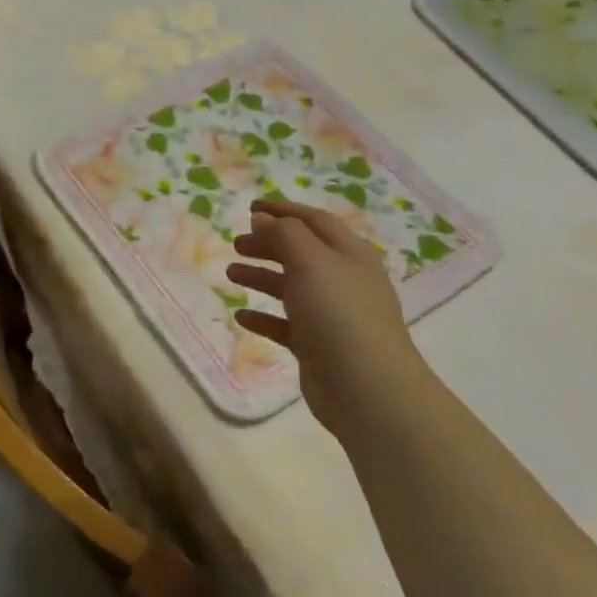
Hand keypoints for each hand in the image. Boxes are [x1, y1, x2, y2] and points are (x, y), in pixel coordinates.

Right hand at [226, 199, 423, 425]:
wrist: (366, 388)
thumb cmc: (339, 314)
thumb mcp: (311, 262)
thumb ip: (284, 235)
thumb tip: (263, 219)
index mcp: (349, 254)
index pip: (314, 221)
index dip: (283, 211)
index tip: (250, 208)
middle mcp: (342, 280)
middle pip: (301, 252)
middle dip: (268, 244)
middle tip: (236, 244)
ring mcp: (330, 315)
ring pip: (290, 287)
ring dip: (261, 277)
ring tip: (230, 272)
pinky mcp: (317, 346)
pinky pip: (284, 325)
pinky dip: (263, 317)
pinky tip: (241, 316)